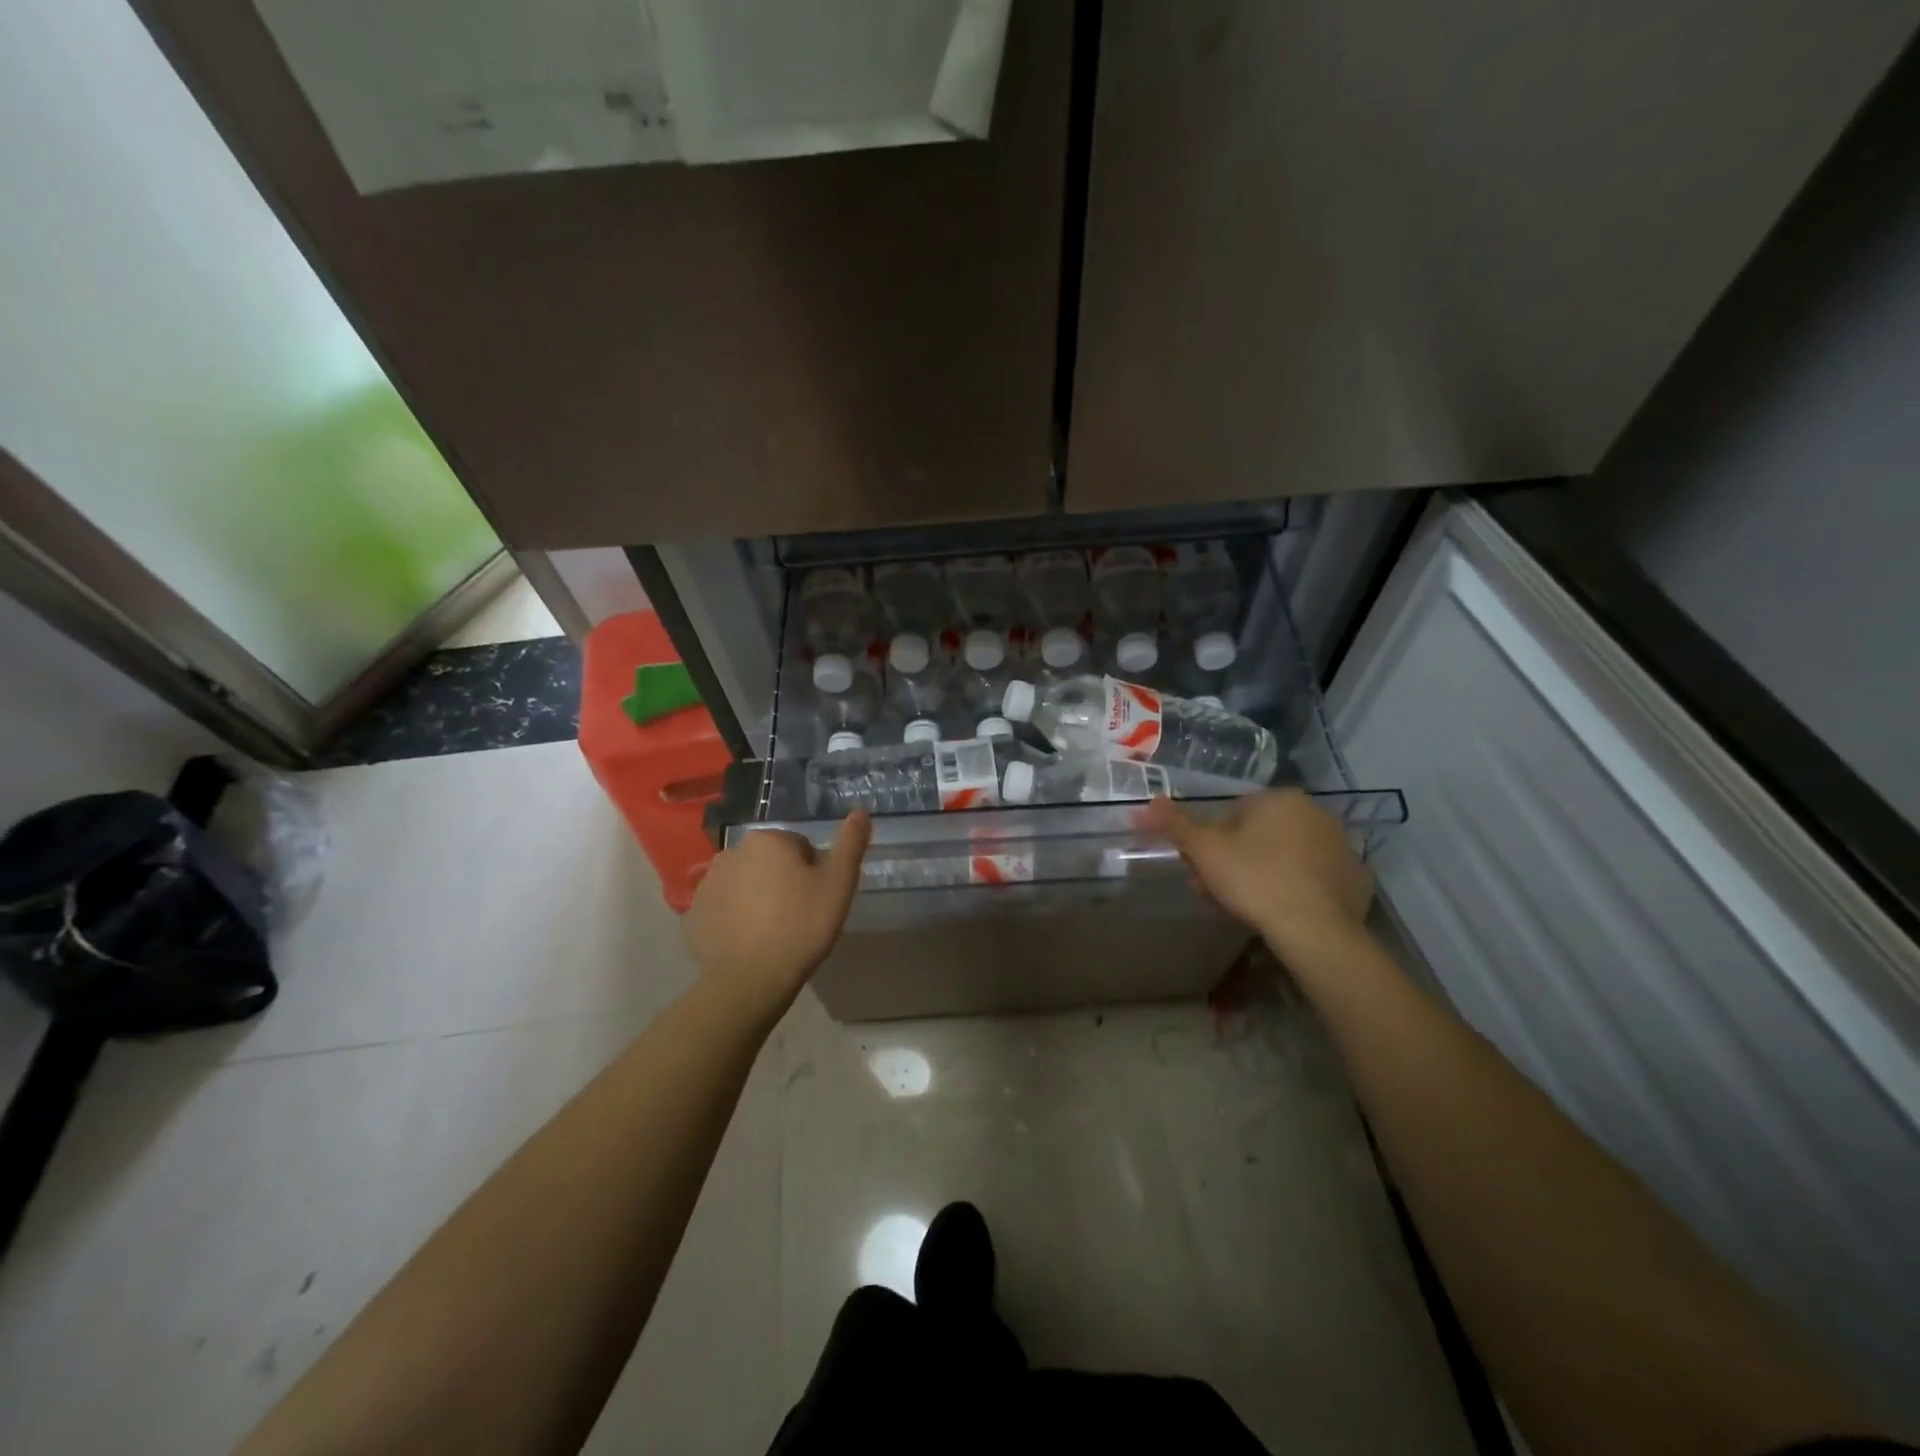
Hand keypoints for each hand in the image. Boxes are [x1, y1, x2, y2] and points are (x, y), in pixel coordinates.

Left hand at [684, 812, 870, 1019]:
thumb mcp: (839, 883)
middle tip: (798, 915)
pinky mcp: (694, 912)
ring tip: (772, 930)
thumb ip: (850, 843)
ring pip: (745, 882)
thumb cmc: (801, 926)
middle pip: (770, 862)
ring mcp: (708, 883)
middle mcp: (732, 851)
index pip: (800, 847)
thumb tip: (860, 811)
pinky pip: (723, 906)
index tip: (816, 900)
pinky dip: (735, 917)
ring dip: (757, 897)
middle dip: (783, 881)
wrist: (750, 979)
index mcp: (768, 840)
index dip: (814, 873)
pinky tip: (748, 940)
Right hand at [1142, 791, 1372, 956]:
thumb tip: (1149, 802)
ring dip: (1262, 874)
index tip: (1197, 870)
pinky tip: (1283, 911)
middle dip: (1233, 860)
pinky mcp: (1356, 878)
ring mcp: (1341, 845)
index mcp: (1279, 798)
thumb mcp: (1204, 850)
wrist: (1315, 930)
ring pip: (1286, 856)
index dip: (1208, 843)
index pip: (1231, 814)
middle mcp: (1315, 813)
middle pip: (1258, 835)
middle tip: (1214, 892)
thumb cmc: (1254, 879)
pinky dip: (1298, 889)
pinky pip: (1315, 878)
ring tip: (1244, 907)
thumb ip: (1175, 824)